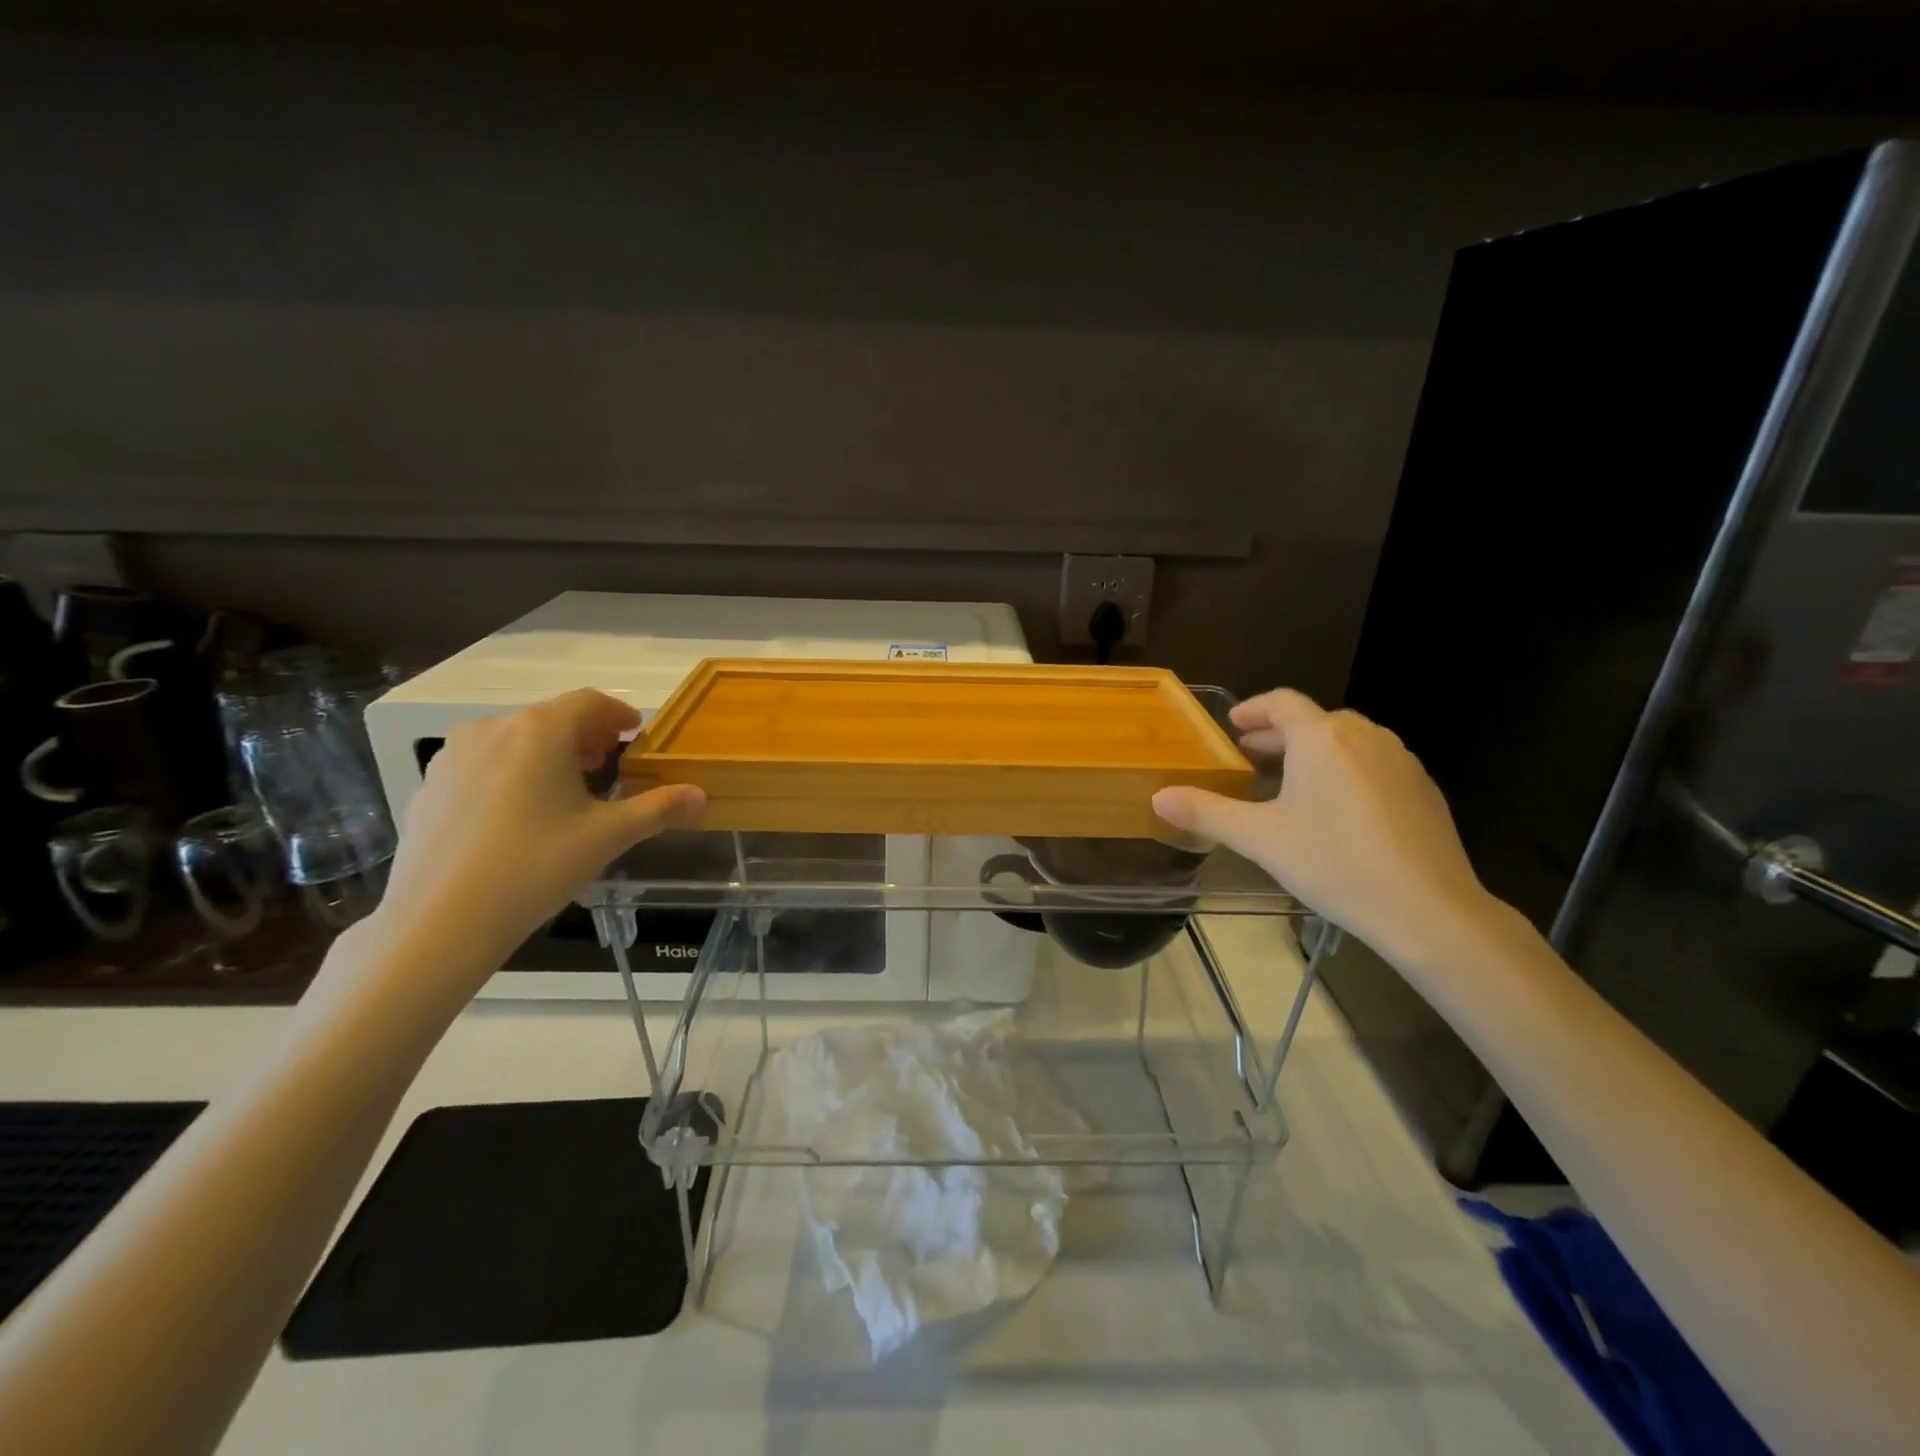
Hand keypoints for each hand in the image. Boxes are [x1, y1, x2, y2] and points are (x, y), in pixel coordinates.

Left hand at [369, 689, 704, 998]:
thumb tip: (701, 795)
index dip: (618, 713)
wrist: (439, 920)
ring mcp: (453, 756)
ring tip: (562, 787)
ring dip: (545, 751)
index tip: (634, 732)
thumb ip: (658, 809)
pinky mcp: (429, 785)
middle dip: (584, 734)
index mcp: (540, 731)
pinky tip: (516, 814)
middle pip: (550, 717)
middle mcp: (493, 728)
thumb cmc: (536, 865)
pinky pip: (482, 763)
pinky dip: (510, 771)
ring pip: (513, 738)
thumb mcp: (608, 837)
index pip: (589, 702)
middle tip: (605, 762)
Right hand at [1154, 689, 1495, 966]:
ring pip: (1348, 741)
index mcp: (1321, 738)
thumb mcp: (1259, 838)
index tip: (1233, 726)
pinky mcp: (1424, 790)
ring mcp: (1401, 761)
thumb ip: (1206, 812)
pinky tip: (1339, 811)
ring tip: (1293, 783)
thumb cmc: (1333, 862)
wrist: (1428, 909)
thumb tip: (1158, 797)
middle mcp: (1364, 736)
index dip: (1253, 710)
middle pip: (1315, 721)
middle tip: (1252, 759)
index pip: (1282, 703)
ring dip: (1315, 752)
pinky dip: (1347, 771)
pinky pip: (1375, 764)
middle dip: (1280, 736)